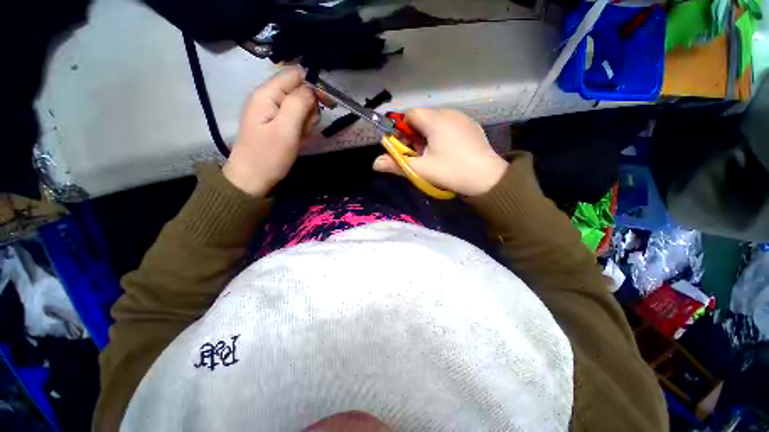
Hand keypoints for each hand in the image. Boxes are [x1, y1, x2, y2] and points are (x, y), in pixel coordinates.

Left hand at [223, 67, 321, 196]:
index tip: (327, 105)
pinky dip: (301, 129)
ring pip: (300, 106)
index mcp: (267, 93)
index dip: (314, 86)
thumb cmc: (269, 156)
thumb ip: (298, 104)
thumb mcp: (286, 129)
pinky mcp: (277, 123)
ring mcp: (272, 111)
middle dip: (310, 108)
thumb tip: (311, 88)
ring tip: (300, 136)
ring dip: (306, 121)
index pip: (296, 75)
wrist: (253, 179)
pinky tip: (298, 139)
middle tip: (306, 127)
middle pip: (299, 90)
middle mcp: (269, 97)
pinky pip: (296, 119)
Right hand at [373, 108, 507, 196]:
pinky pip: (449, 125)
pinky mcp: (471, 126)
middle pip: (422, 118)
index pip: (410, 113)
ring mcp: (462, 118)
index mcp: (435, 120)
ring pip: (435, 122)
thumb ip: (396, 164)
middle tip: (419, 155)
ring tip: (434, 155)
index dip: (402, 129)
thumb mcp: (421, 170)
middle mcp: (448, 112)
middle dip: (415, 135)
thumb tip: (374, 164)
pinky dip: (442, 136)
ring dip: (428, 136)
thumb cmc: (452, 171)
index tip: (405, 147)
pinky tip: (449, 152)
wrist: (488, 178)